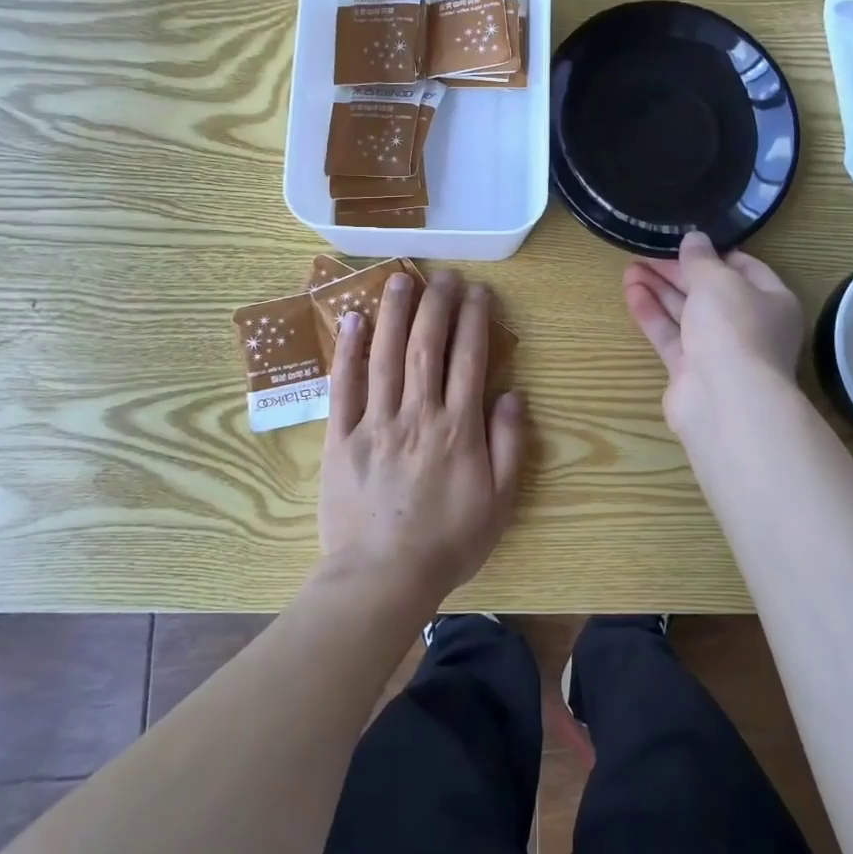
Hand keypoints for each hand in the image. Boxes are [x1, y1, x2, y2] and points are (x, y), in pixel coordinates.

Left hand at [319, 270, 525, 608]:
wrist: (381, 578)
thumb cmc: (448, 542)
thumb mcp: (500, 502)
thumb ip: (509, 444)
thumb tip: (511, 393)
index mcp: (457, 428)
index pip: (469, 359)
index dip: (474, 320)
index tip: (478, 291)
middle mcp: (417, 414)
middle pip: (426, 346)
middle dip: (437, 304)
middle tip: (443, 275)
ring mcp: (375, 423)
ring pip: (386, 355)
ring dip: (395, 312)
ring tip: (401, 277)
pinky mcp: (341, 437)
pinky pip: (344, 386)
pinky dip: (349, 350)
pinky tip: (354, 319)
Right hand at [623, 230, 804, 437]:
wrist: (725, 400)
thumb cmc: (734, 327)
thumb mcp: (718, 280)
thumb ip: (701, 258)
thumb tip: (694, 239)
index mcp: (772, 300)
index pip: (744, 268)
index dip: (714, 253)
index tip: (684, 240)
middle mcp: (749, 326)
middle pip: (710, 291)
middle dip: (678, 271)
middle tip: (646, 251)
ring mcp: (719, 351)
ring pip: (687, 313)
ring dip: (660, 290)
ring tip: (629, 267)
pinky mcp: (691, 371)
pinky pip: (670, 336)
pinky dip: (652, 314)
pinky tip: (631, 292)